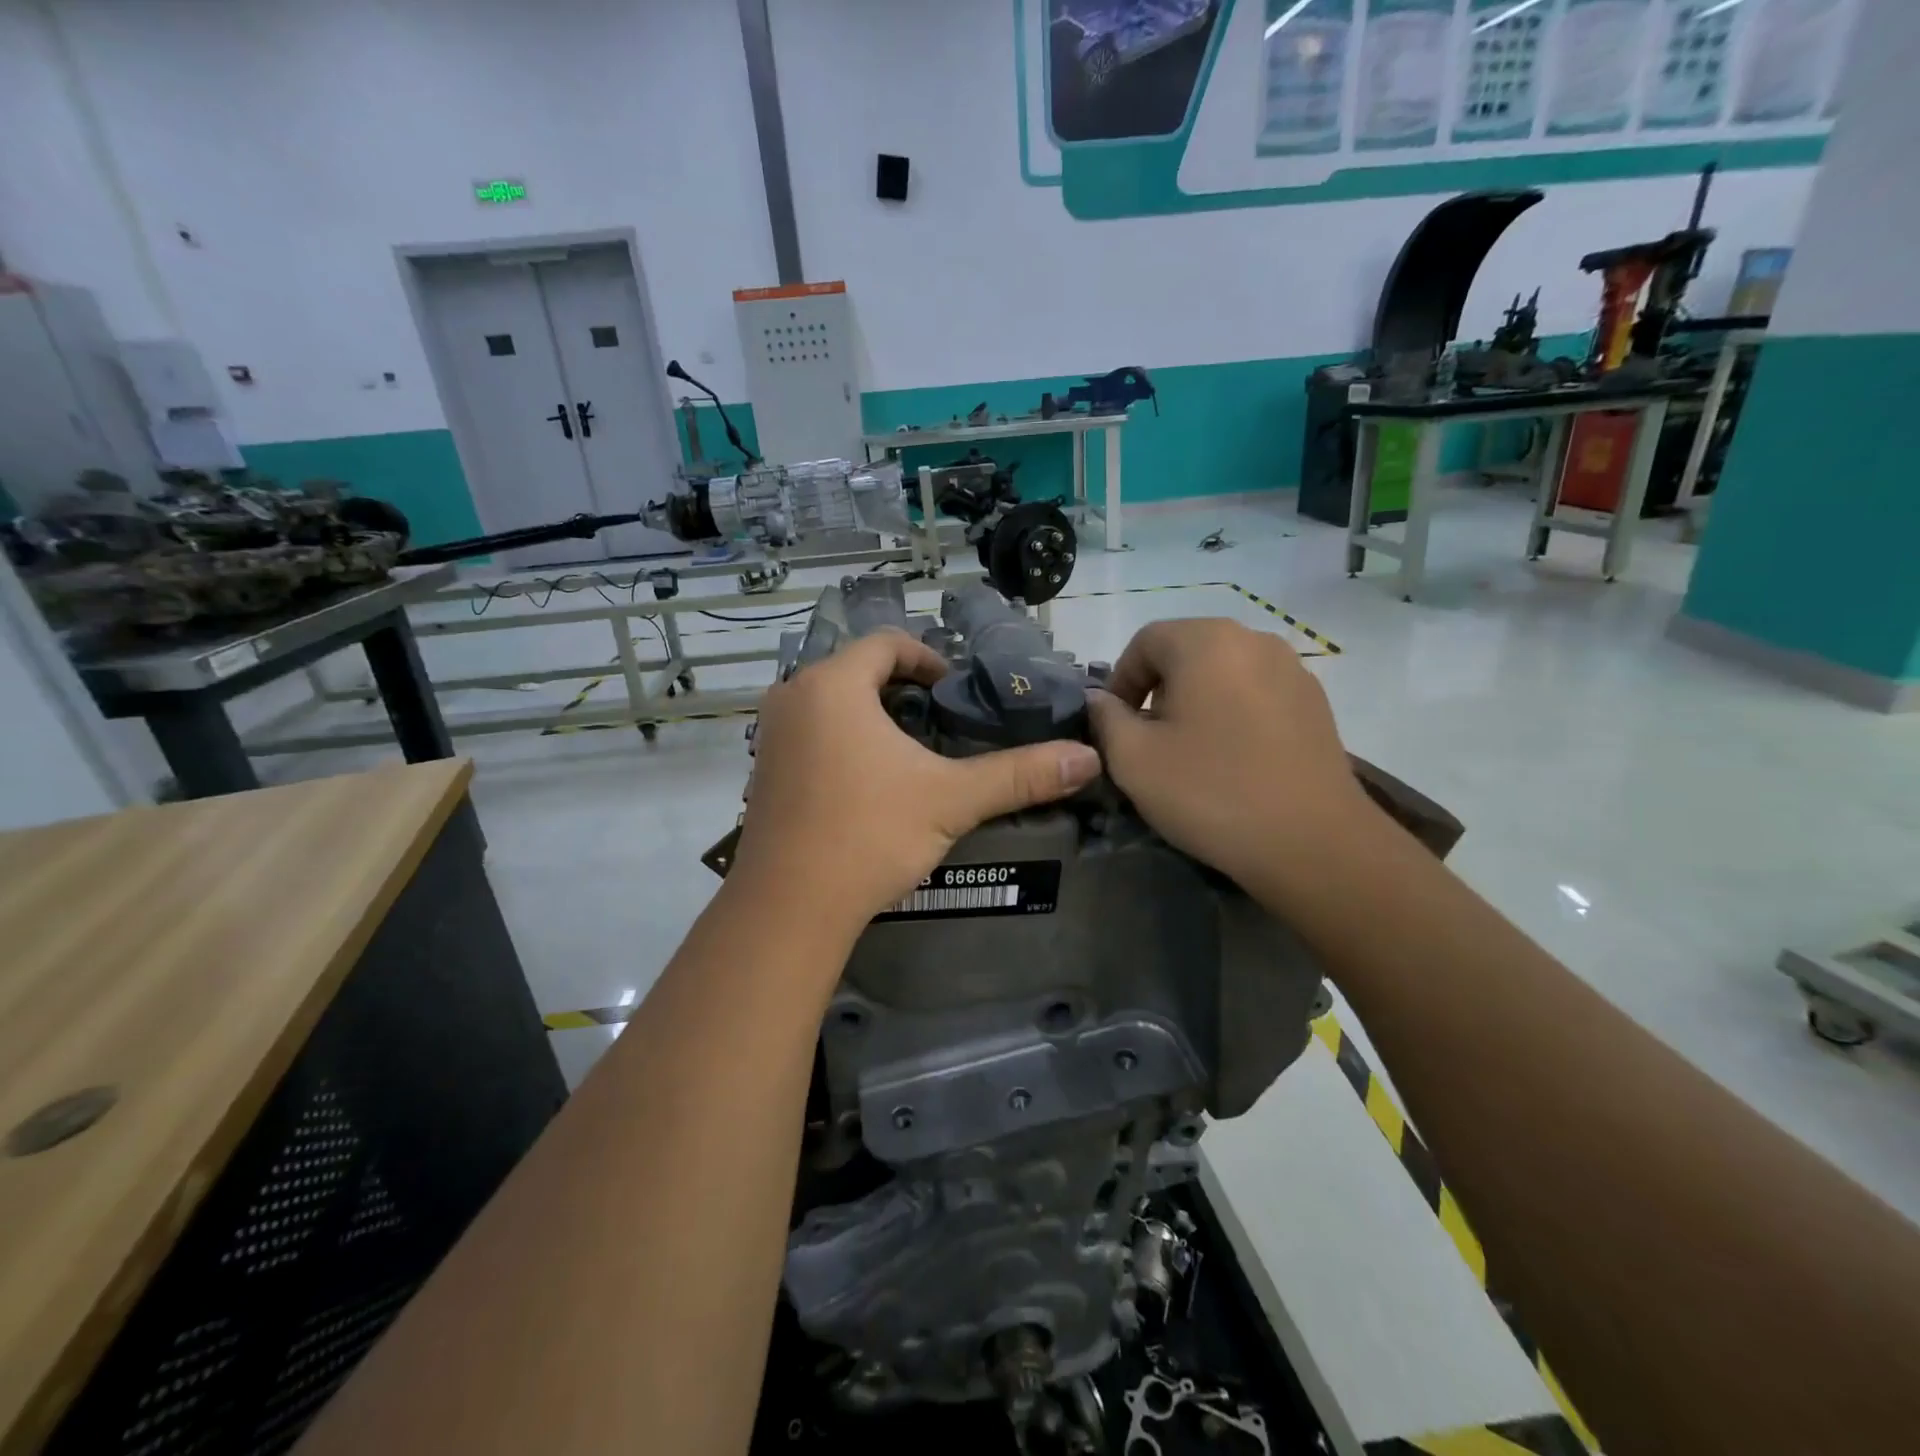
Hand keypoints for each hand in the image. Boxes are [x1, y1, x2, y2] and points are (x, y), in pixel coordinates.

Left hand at [731, 632, 1101, 933]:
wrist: (789, 907)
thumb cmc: (868, 834)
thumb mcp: (951, 799)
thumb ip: (1019, 775)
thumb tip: (1087, 758)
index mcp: (832, 684)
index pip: (886, 643)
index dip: (929, 658)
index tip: (956, 691)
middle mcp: (793, 697)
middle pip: (857, 671)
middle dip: (903, 690)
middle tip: (942, 722)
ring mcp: (772, 735)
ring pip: (832, 703)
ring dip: (872, 715)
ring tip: (912, 752)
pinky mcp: (763, 771)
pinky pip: (810, 733)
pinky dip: (843, 740)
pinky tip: (870, 783)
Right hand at [1086, 619, 1369, 895]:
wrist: (1312, 842)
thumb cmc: (1211, 792)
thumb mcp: (1133, 759)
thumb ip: (1105, 719)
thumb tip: (1098, 700)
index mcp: (1206, 641)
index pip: (1145, 641)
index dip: (1120, 680)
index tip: (1114, 725)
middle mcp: (1253, 639)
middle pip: (1186, 651)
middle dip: (1158, 690)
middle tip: (1148, 739)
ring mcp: (1292, 669)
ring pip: (1223, 672)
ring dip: (1196, 700)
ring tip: (1191, 750)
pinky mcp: (1316, 702)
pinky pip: (1256, 693)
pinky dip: (1233, 713)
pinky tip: (1233, 758)